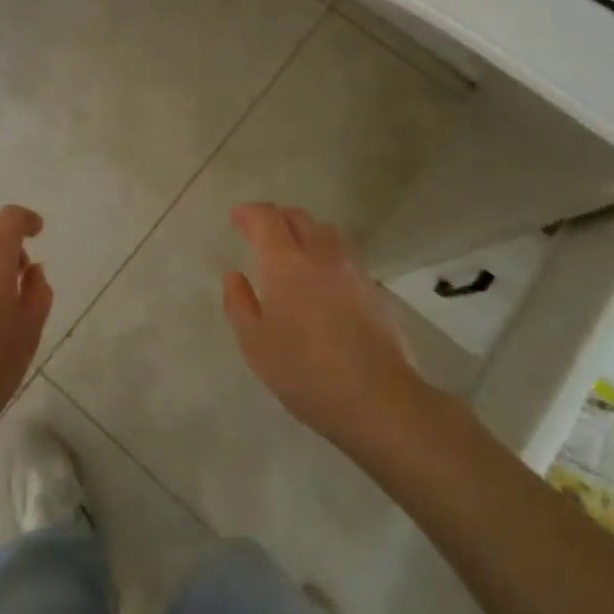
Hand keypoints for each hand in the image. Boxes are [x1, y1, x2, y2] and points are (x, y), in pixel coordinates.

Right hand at [222, 202, 429, 458]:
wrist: (379, 400)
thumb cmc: (305, 372)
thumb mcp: (255, 344)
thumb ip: (239, 303)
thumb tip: (235, 275)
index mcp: (285, 263)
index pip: (267, 218)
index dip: (249, 212)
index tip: (236, 217)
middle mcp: (321, 255)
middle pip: (299, 217)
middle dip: (276, 217)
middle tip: (260, 232)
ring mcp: (353, 270)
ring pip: (327, 232)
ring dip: (305, 231)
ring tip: (293, 250)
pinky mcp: (375, 290)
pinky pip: (346, 256)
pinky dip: (327, 254)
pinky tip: (324, 280)